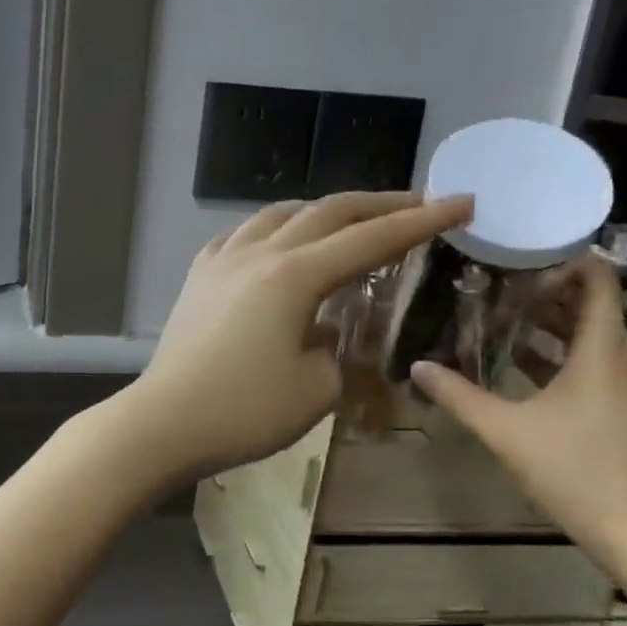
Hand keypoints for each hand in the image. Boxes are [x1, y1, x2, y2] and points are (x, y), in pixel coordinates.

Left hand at [120, 192, 473, 483]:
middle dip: (378, 204)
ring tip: (346, 221)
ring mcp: (222, 261)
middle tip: (417, 203)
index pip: (371, 240)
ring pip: (278, 214)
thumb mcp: (316, 388)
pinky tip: (275, 242)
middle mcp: (259, 253)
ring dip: (321, 210)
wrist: (165, 422)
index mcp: (295, 276)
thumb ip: (334, 347)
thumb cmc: (245, 412)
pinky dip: (271, 229)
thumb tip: (323, 325)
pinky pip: (240, 235)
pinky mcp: (198, 277)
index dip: (421, 221)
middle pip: (326, 212)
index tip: (461, 203)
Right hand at [410, 255, 626, 575]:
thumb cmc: (576, 470)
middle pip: (588, 306)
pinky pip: (583, 365)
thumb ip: (459, 395)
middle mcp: (615, 361)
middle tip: (494, 276)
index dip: (568, 255)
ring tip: (496, 311)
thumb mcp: (505, 431)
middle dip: (545, 286)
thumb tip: (417, 364)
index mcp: (600, 351)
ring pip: (584, 337)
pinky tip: (513, 362)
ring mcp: (618, 388)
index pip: (598, 281)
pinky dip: (552, 353)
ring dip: (545, 322)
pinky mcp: (613, 412)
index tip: (523, 245)